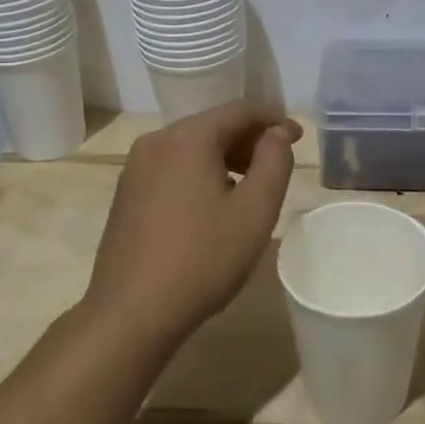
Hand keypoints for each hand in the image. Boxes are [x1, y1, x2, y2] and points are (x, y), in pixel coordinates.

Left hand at [85, 102, 300, 346]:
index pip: (239, 111)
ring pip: (191, 147)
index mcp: (188, 138)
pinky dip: (200, 172)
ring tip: (251, 186)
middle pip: (213, 125)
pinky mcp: (126, 192)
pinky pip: (172, 167)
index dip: (274, 120)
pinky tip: (214, 203)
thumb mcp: (254, 212)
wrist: (131, 312)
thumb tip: (276, 133)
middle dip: (249, 139)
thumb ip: (274, 163)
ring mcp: (136, 167)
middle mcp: (157, 141)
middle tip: (278, 163)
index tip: (298, 138)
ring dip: (226, 157)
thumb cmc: (202, 260)